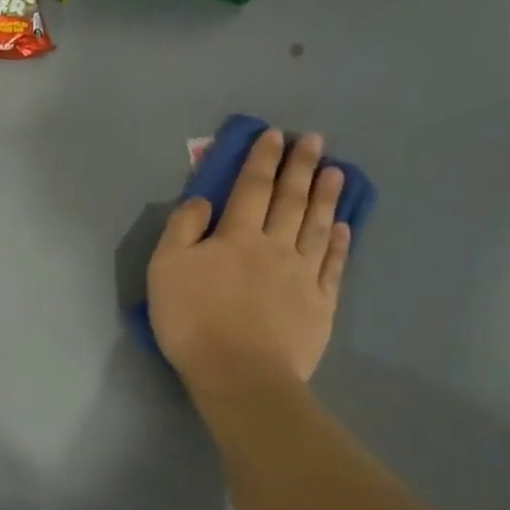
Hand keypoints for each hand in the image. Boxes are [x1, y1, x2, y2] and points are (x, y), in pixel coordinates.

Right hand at [148, 129, 351, 388]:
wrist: (238, 374)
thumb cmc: (192, 320)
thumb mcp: (165, 269)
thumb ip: (182, 229)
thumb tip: (203, 201)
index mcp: (236, 236)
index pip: (251, 188)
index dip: (262, 160)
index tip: (274, 135)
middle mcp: (274, 247)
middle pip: (290, 200)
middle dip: (301, 167)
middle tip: (315, 141)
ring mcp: (302, 275)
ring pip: (317, 227)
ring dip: (326, 197)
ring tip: (337, 172)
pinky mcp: (319, 304)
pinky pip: (333, 265)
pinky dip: (340, 243)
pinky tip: (344, 227)